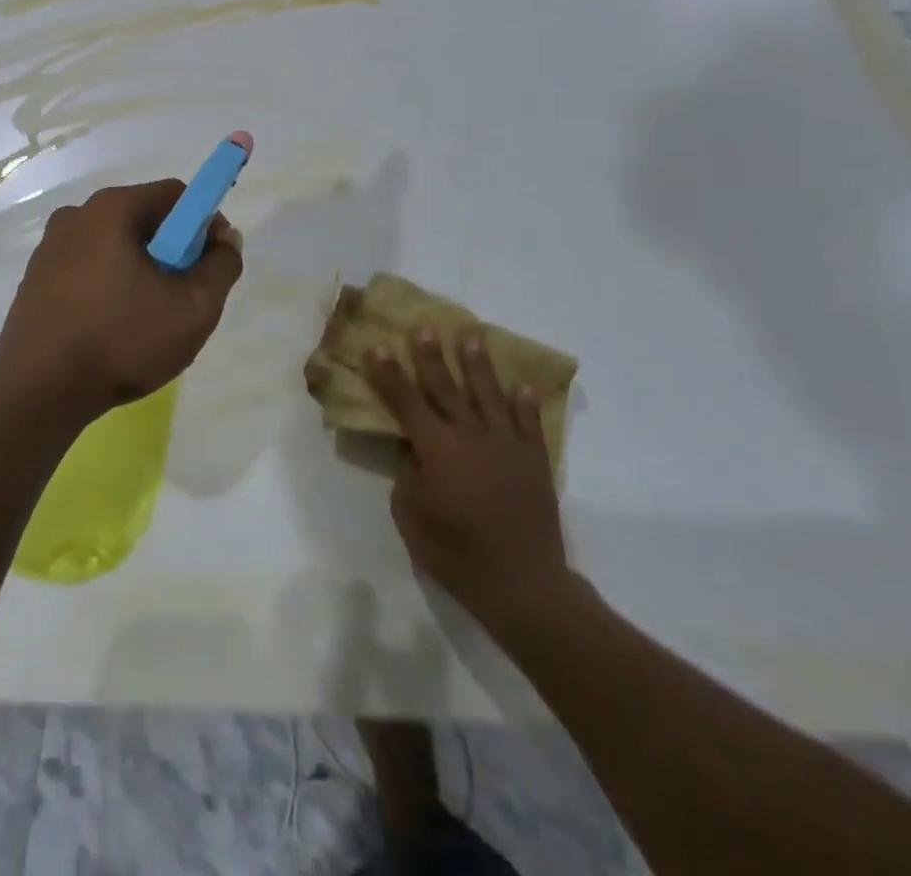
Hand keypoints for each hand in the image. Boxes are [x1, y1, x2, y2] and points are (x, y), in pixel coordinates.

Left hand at [0, 180, 243, 419]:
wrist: (37, 390)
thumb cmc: (121, 340)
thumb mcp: (194, 308)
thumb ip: (222, 265)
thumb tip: (225, 238)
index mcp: (111, 208)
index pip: (175, 195)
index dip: (203, 224)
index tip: (211, 265)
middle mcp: (76, 216)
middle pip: (143, 220)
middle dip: (172, 252)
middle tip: (182, 299)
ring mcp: (49, 248)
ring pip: (114, 248)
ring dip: (140, 273)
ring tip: (147, 322)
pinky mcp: (35, 279)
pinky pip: (87, 270)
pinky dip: (108, 288)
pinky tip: (112, 330)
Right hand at [367, 328, 573, 628]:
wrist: (523, 585)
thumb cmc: (456, 552)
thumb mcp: (411, 515)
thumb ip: (408, 474)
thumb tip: (414, 450)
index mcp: (436, 449)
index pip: (405, 402)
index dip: (388, 374)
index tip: (376, 346)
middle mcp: (471, 436)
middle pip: (446, 387)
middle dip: (431, 355)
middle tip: (424, 326)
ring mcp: (506, 446)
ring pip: (489, 394)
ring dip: (478, 364)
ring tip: (471, 336)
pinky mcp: (534, 461)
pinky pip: (528, 423)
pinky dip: (525, 403)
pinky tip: (521, 385)